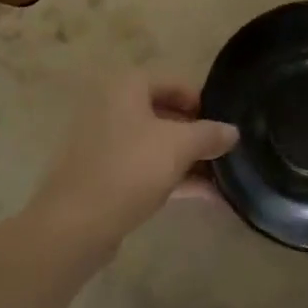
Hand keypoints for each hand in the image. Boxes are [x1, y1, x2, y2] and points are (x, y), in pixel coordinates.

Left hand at [25, 72, 237, 253]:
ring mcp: (104, 143)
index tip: (224, 126)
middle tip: (225, 152)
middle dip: (197, 135)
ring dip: (188, 159)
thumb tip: (232, 131)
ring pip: (155, 144)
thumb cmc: (130, 168)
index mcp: (126, 87)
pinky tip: (206, 196)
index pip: (174, 82)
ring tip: (224, 177)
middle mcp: (111, 107)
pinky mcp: (103, 175)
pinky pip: (144, 168)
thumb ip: (210, 134)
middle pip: (165, 113)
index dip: (203, 102)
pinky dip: (172, 177)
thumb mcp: (179, 146)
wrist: (75, 224)